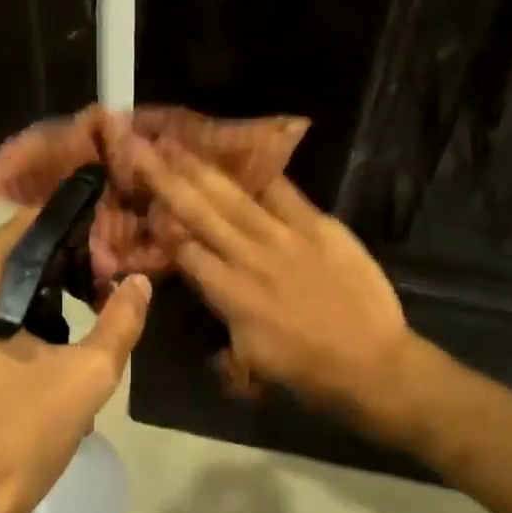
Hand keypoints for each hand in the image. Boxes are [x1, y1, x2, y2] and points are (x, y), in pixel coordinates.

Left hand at [0, 207, 151, 512]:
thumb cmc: (19, 436)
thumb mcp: (87, 376)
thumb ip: (121, 320)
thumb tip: (140, 281)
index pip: (30, 225)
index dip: (77, 227)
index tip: (115, 240)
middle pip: (16, 252)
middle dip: (67, 260)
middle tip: (113, 276)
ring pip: (2, 283)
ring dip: (48, 289)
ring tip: (96, 304)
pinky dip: (23, 312)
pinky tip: (59, 338)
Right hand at [129, 137, 409, 418]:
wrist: (372, 363)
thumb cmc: (307, 371)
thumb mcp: (249, 357)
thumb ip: (223, 318)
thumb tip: (208, 288)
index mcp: (229, 295)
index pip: (184, 250)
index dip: (159, 223)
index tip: (141, 196)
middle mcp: (248, 258)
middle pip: (198, 211)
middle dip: (165, 177)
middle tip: (139, 145)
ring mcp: (285, 237)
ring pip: (233, 196)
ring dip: (200, 166)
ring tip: (175, 140)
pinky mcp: (319, 225)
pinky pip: (284, 192)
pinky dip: (261, 172)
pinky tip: (241, 149)